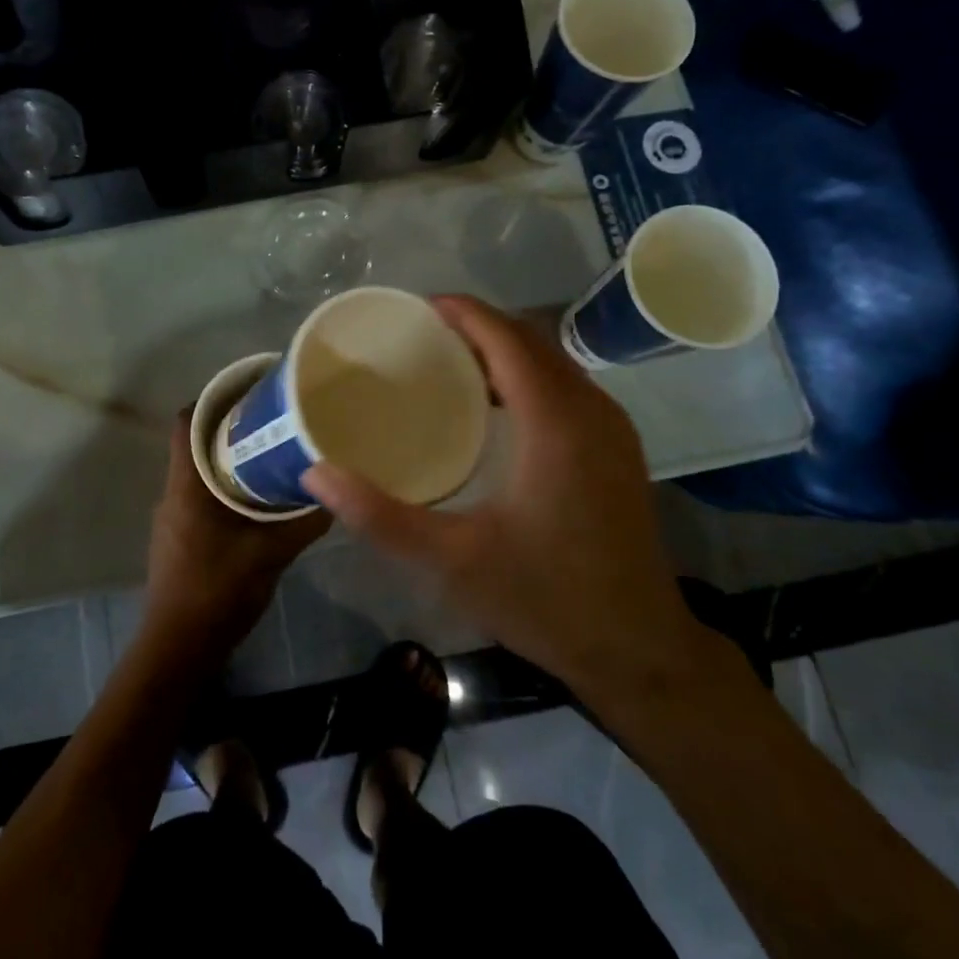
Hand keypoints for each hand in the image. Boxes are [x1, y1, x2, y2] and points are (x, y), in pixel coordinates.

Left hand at [139, 412, 329, 674]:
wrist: (179, 648)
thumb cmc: (218, 591)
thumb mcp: (271, 553)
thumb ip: (303, 521)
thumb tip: (335, 493)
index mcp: (186, 485)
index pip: (185, 422)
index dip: (211, 400)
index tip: (247, 392)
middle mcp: (173, 493)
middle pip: (194, 443)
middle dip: (229, 428)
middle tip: (270, 421)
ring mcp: (172, 518)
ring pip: (198, 472)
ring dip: (228, 460)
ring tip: (268, 454)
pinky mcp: (179, 538)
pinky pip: (200, 496)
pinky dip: (224, 488)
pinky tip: (255, 500)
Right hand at [303, 296, 741, 725]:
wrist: (641, 651)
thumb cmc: (547, 599)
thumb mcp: (453, 560)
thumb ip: (381, 516)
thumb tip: (317, 476)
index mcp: (555, 423)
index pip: (508, 339)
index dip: (465, 313)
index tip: (418, 307)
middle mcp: (590, 411)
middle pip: (531, 341)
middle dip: (478, 326)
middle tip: (421, 335)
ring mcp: (612, 430)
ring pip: (553, 362)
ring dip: (504, 349)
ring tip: (448, 362)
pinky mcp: (618, 451)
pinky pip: (566, 387)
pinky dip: (526, 376)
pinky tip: (493, 406)